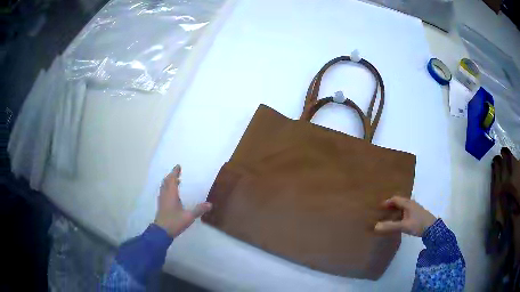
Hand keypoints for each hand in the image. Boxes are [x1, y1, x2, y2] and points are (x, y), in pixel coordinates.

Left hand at [154, 165, 211, 237]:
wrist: (162, 232)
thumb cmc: (174, 222)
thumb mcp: (188, 216)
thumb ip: (198, 210)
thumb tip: (210, 204)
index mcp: (171, 195)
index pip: (172, 180)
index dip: (175, 172)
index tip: (178, 166)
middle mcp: (165, 195)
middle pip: (166, 182)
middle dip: (171, 176)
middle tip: (177, 173)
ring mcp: (162, 200)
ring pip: (164, 187)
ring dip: (168, 182)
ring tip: (175, 181)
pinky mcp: (161, 206)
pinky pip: (163, 192)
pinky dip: (167, 188)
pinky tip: (171, 194)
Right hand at [374, 196, 436, 236]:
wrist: (432, 228)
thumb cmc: (418, 224)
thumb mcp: (404, 226)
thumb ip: (391, 226)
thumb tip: (375, 227)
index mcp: (408, 203)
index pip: (395, 199)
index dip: (387, 202)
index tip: (379, 207)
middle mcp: (411, 203)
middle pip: (399, 202)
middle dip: (390, 206)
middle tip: (382, 212)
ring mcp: (415, 208)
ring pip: (403, 207)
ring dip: (395, 210)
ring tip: (389, 217)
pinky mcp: (417, 214)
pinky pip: (406, 211)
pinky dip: (400, 214)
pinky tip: (399, 221)